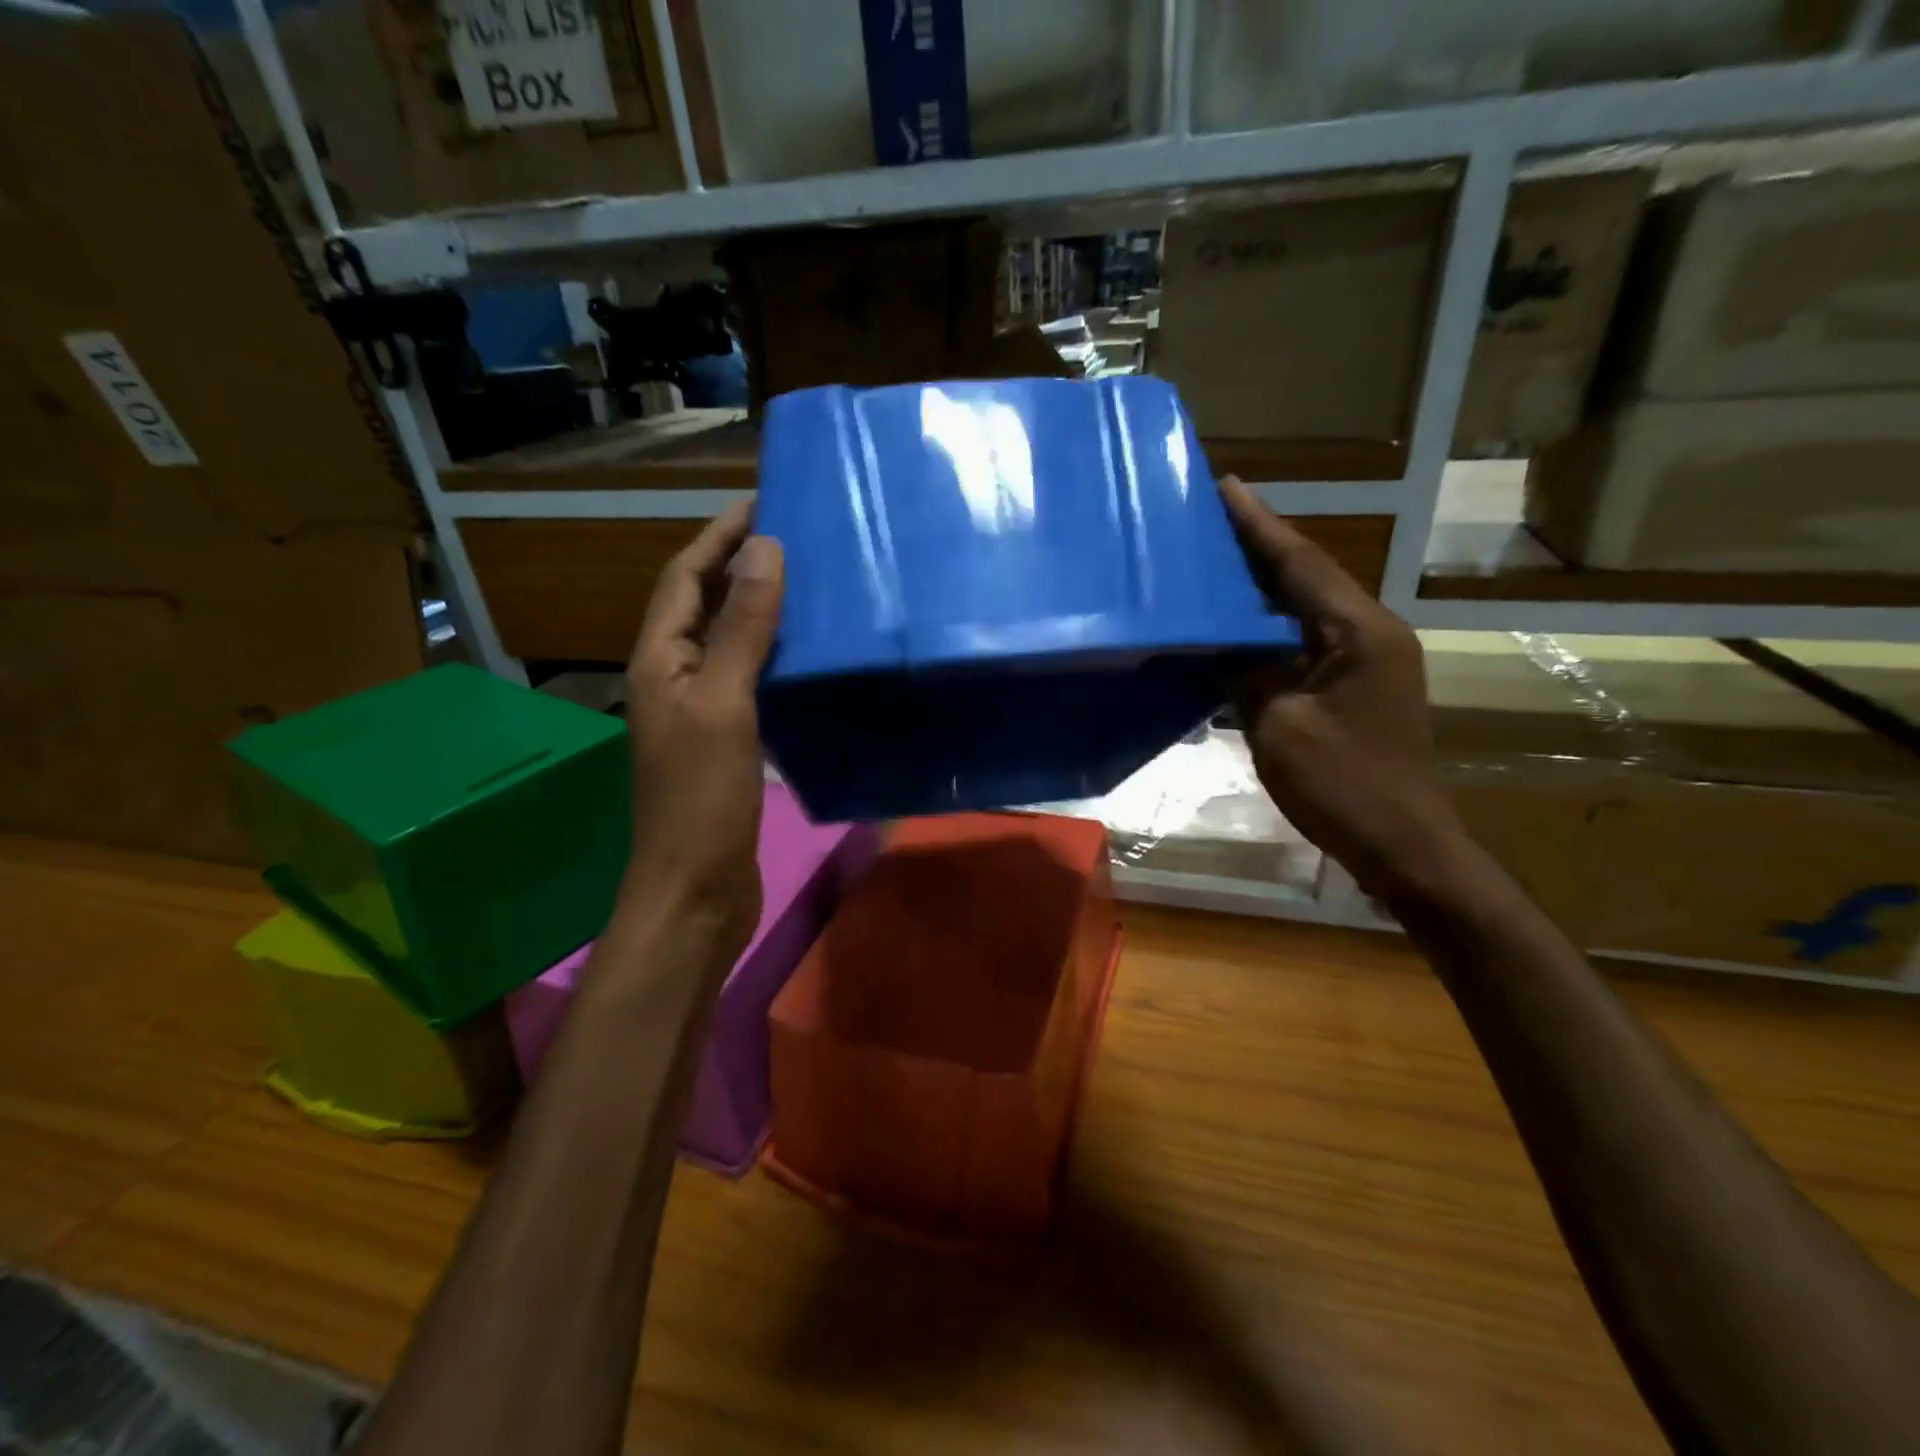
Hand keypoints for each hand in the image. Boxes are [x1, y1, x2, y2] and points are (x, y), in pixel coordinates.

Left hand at [622, 502, 783, 952]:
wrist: (694, 888)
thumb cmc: (701, 797)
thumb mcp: (725, 705)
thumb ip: (742, 629)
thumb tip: (763, 550)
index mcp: (659, 662)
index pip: (684, 580)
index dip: (716, 537)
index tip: (759, 502)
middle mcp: (673, 679)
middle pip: (701, 606)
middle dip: (737, 566)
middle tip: (791, 538)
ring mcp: (698, 713)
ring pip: (727, 644)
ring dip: (758, 610)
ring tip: (805, 585)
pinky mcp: (725, 742)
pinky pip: (747, 681)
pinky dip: (772, 657)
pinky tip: (805, 656)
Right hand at [1218, 476, 1461, 896]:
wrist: (1403, 845)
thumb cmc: (1343, 785)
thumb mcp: (1279, 725)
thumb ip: (1247, 674)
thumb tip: (1223, 646)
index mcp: (1358, 632)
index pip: (1299, 563)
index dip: (1257, 525)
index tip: (1224, 486)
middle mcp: (1369, 634)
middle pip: (1305, 578)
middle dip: (1256, 548)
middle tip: (1206, 520)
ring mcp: (1365, 663)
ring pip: (1304, 611)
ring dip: (1260, 589)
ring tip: (1212, 564)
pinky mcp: (1354, 689)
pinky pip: (1302, 645)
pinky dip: (1266, 632)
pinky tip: (1232, 630)